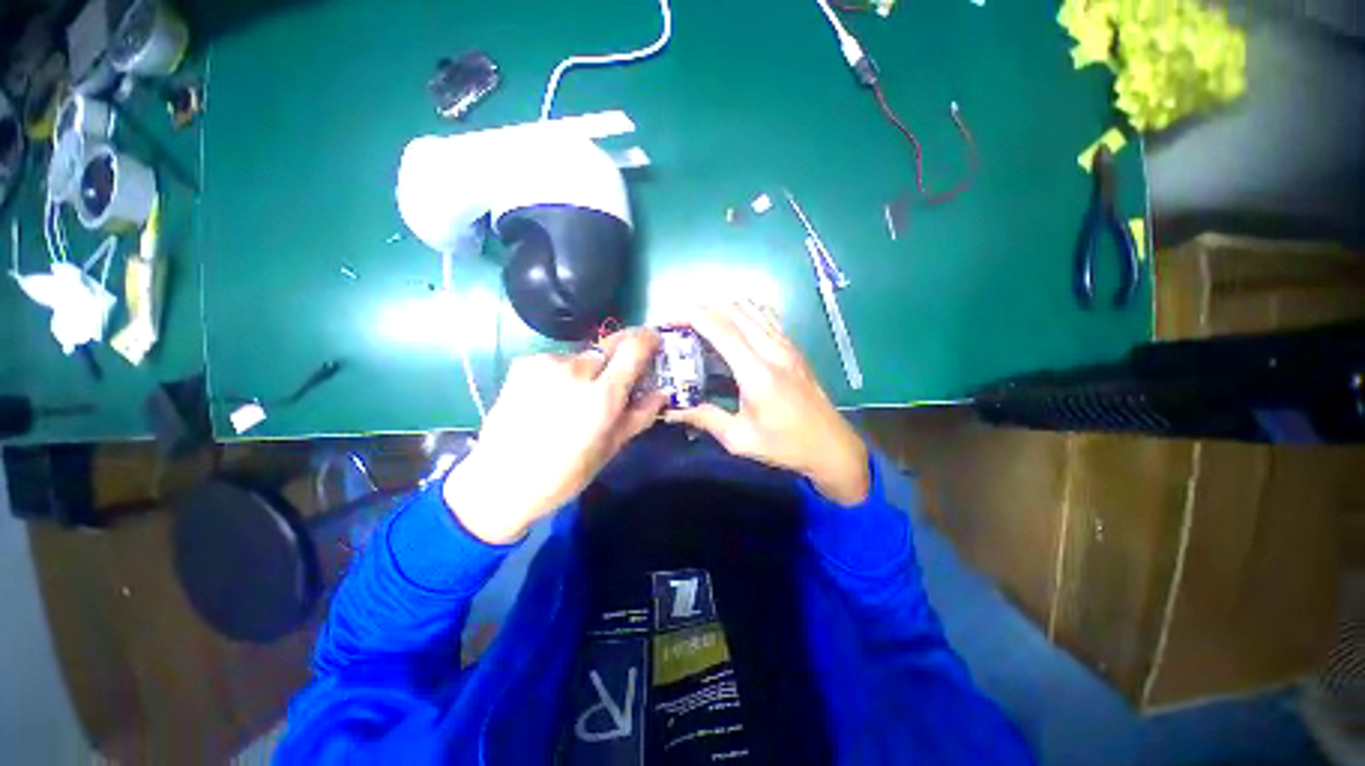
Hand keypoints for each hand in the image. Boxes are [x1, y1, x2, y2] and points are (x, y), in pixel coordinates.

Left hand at [444, 329, 666, 543]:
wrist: (500, 481)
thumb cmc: (564, 474)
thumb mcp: (610, 449)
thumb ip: (639, 416)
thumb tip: (661, 394)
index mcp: (601, 395)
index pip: (634, 347)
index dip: (648, 339)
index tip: (654, 343)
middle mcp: (575, 369)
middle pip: (610, 346)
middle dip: (620, 357)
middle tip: (618, 379)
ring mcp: (546, 363)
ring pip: (584, 355)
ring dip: (591, 368)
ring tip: (578, 397)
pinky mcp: (525, 363)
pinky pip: (559, 360)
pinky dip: (565, 372)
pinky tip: (553, 396)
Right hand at [664, 302, 869, 504]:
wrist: (832, 446)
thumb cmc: (785, 446)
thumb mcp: (740, 439)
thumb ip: (705, 418)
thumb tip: (672, 409)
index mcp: (757, 373)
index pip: (720, 329)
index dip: (691, 316)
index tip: (668, 318)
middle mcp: (773, 349)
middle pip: (734, 309)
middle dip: (702, 307)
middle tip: (678, 321)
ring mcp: (786, 344)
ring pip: (750, 308)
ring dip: (721, 307)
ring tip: (699, 322)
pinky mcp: (793, 347)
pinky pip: (764, 316)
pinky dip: (741, 312)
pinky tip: (730, 326)